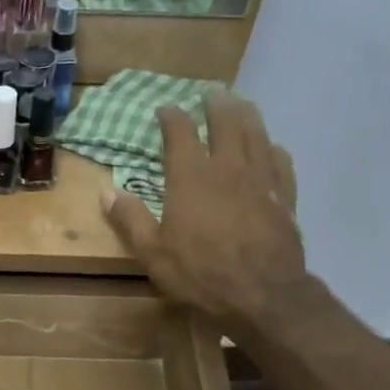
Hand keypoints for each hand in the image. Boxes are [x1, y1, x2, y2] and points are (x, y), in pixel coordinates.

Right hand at [103, 94, 307, 337]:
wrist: (263, 295)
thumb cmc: (201, 273)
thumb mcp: (153, 253)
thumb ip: (130, 219)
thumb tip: (106, 192)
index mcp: (191, 178)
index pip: (180, 134)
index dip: (172, 117)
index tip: (165, 108)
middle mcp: (227, 169)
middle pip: (226, 123)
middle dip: (216, 105)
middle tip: (210, 93)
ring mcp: (260, 181)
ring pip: (256, 135)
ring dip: (247, 115)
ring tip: (241, 103)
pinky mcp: (283, 198)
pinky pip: (280, 163)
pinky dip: (273, 149)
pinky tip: (272, 147)